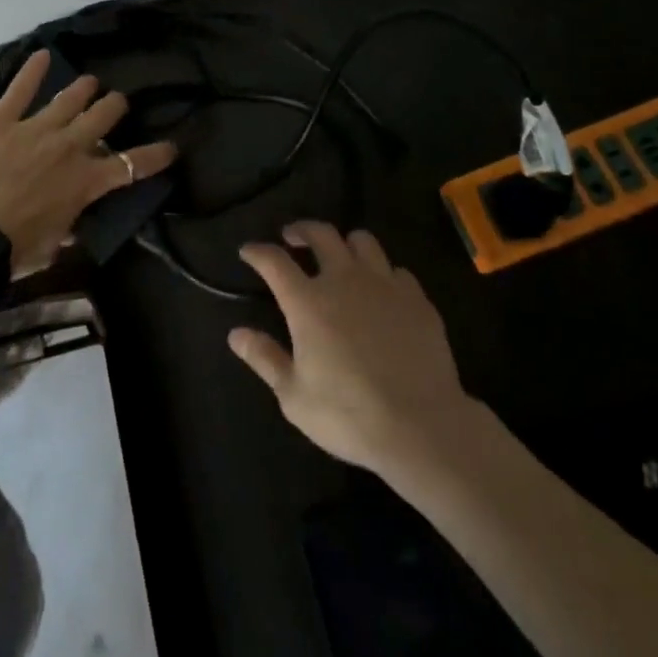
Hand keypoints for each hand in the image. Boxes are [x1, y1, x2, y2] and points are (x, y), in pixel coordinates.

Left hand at [0, 50, 177, 276]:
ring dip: (83, 88)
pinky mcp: (1, 120)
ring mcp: (35, 128)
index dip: (154, 155)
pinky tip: (42, 54)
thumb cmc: (14, 250)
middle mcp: (68, 147)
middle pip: (102, 117)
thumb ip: (69, 226)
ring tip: (90, 81)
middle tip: (116, 102)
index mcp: (85, 182)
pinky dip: (32, 70)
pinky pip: (20, 89)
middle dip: (114, 107)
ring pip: (69, 99)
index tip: (170, 147)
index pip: (130, 165)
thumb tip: (75, 222)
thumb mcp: (54, 245)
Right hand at [228, 221, 476, 475]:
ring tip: (340, 256)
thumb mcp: (295, 397)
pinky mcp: (416, 298)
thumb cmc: (350, 416)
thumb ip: (265, 359)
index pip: (274, 261)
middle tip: (293, 237)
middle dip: (301, 229)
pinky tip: (382, 291)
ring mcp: (383, 284)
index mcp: (308, 302)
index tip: (248, 250)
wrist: (421, 427)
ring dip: (345, 243)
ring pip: (362, 240)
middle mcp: (343, 280)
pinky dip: (383, 274)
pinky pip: (396, 270)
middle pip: (320, 233)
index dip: (257, 251)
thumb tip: (236, 334)